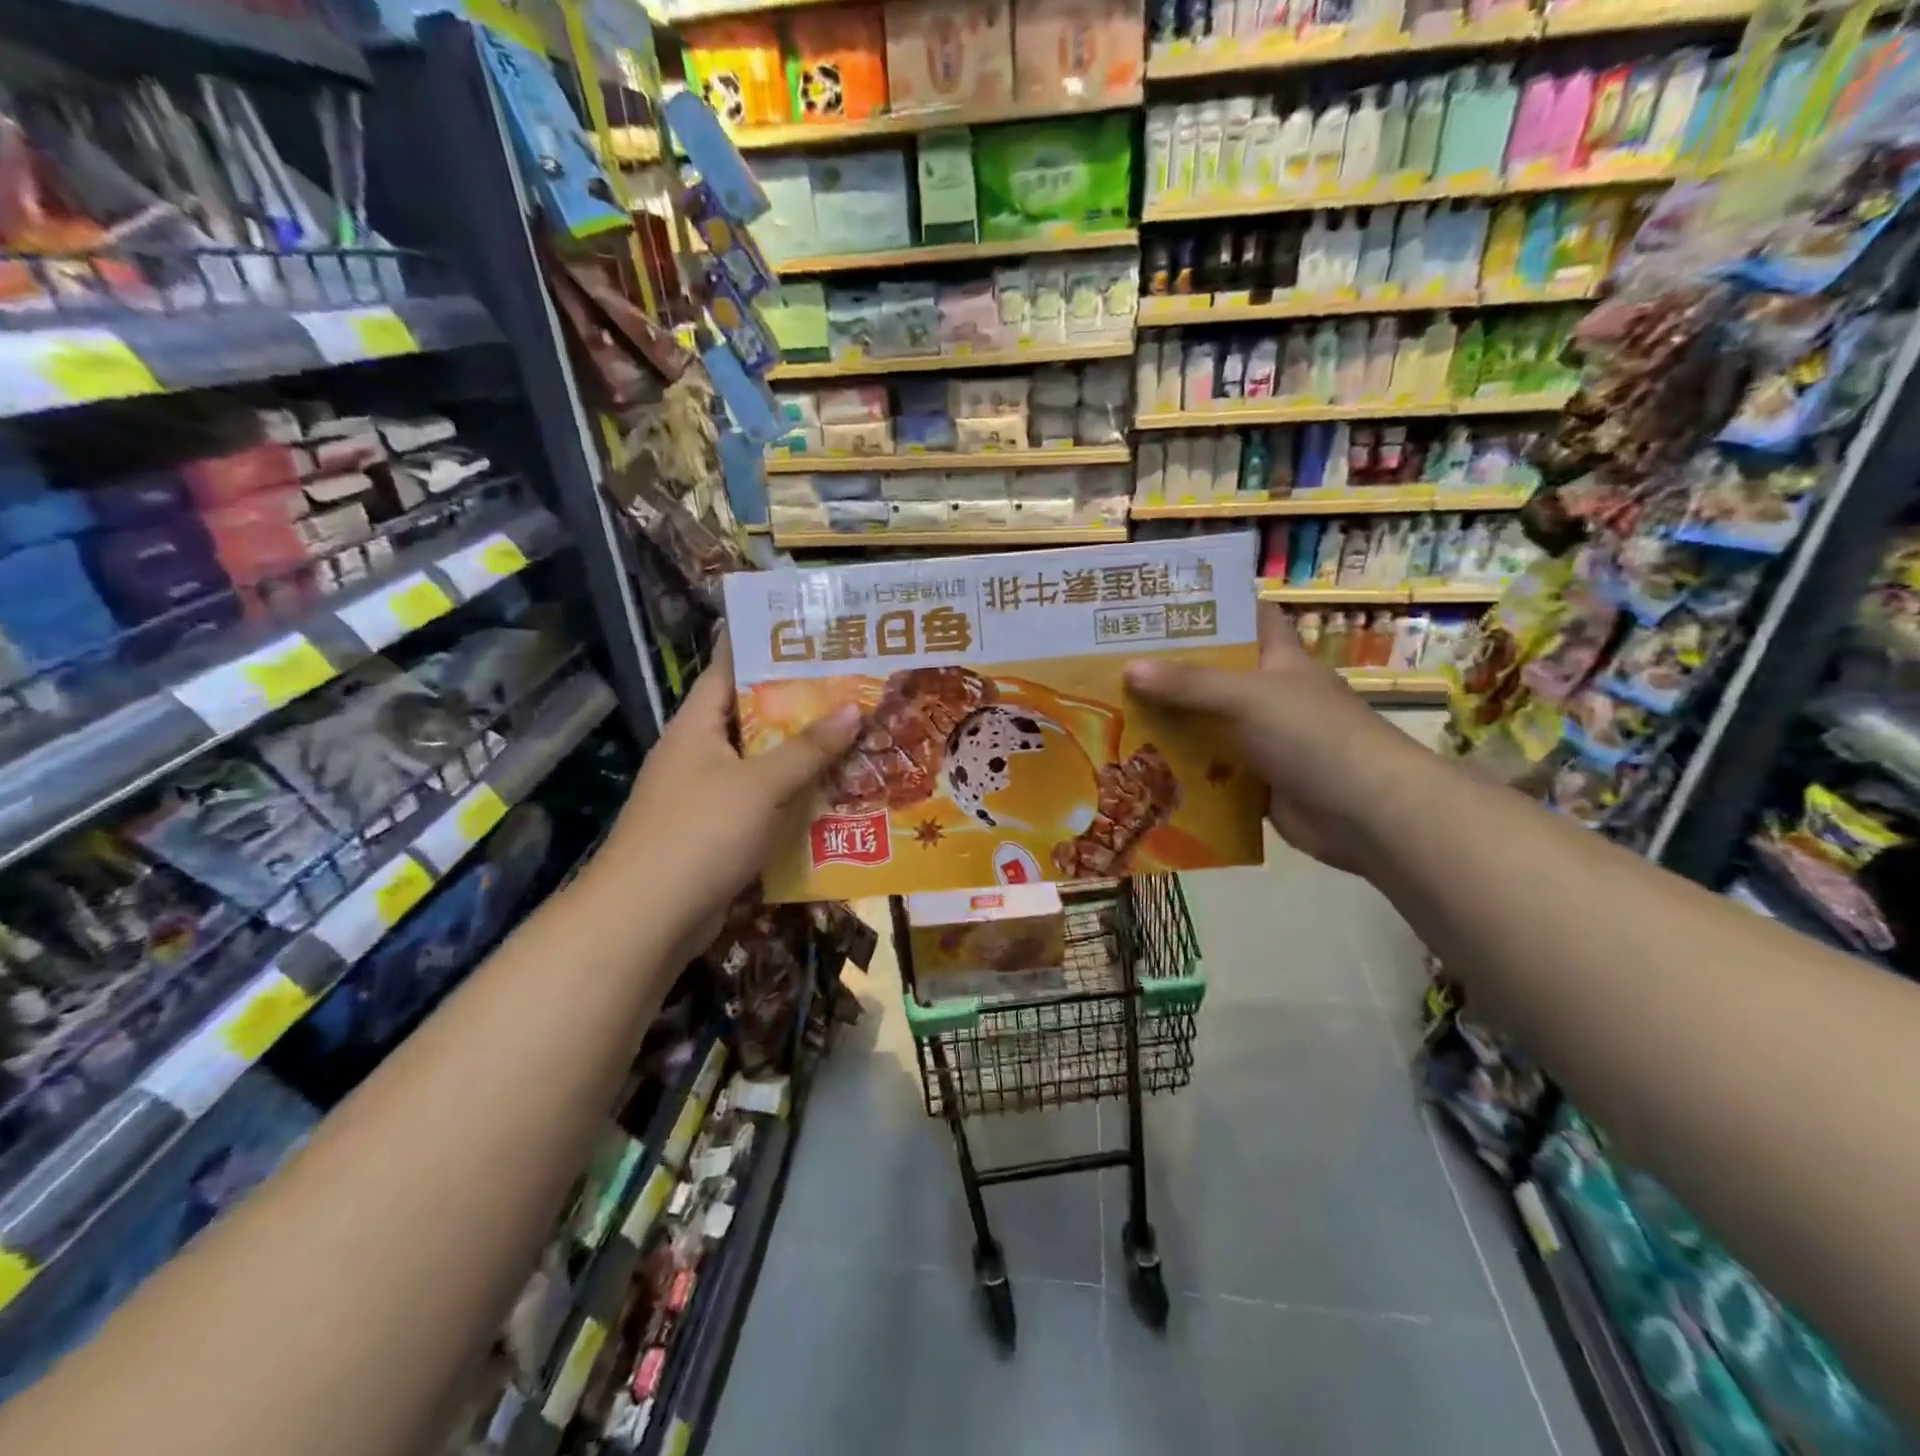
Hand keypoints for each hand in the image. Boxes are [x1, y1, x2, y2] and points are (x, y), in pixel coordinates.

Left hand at [602, 635, 859, 951]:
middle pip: (754, 717)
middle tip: (855, 685)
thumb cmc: (700, 834)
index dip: (764, 646)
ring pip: (763, 763)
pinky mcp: (718, 833)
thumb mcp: (760, 785)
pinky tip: (836, 795)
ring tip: (858, 734)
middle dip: (801, 704)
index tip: (810, 631)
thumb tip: (855, 708)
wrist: (647, 920)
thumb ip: (808, 748)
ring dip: (804, 755)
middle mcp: (699, 753)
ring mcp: (707, 795)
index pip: (729, 668)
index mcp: (697, 726)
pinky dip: (794, 798)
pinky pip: (764, 803)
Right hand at [1124, 604, 1416, 873]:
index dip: (1209, 609)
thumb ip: (1189, 683)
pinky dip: (1182, 772)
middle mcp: (1270, 696)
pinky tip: (1141, 770)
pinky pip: (1211, 772)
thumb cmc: (1313, 735)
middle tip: (1113, 667)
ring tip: (1112, 717)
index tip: (1158, 608)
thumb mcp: (1248, 697)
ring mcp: (1265, 741)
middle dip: (1169, 673)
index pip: (1246, 619)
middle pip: (1214, 676)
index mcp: (1279, 660)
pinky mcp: (1257, 783)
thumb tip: (1129, 668)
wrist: (1367, 814)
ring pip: (1208, 726)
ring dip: (1170, 726)